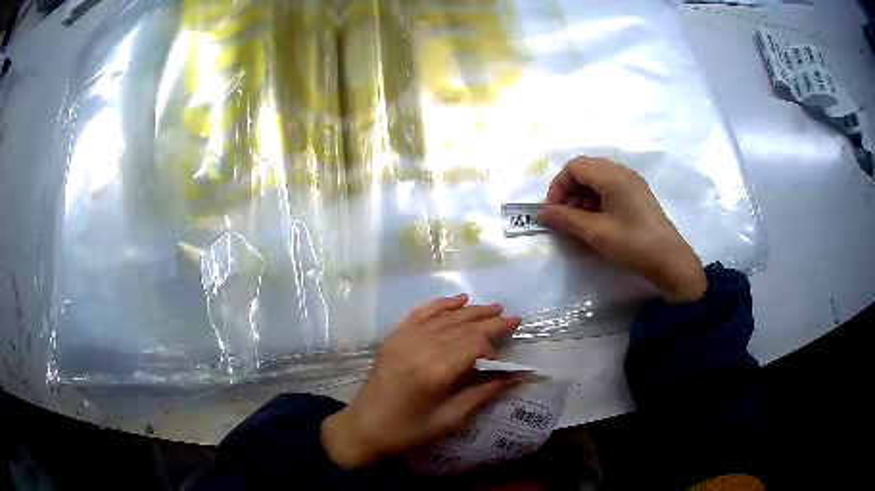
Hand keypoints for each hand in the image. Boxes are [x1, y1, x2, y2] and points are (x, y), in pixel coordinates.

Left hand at [321, 295, 521, 468]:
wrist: (363, 428)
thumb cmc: (408, 431)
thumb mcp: (450, 420)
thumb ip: (482, 394)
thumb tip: (514, 377)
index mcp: (435, 371)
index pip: (475, 345)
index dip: (494, 350)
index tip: (503, 364)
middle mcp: (420, 348)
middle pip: (463, 327)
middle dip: (491, 322)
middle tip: (514, 319)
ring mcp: (404, 339)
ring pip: (445, 318)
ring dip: (472, 311)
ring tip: (495, 308)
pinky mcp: (394, 338)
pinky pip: (421, 313)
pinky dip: (441, 305)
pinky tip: (459, 300)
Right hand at [537, 156, 706, 302]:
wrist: (671, 261)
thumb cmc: (634, 244)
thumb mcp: (597, 233)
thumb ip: (567, 220)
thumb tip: (542, 213)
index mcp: (613, 176)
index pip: (575, 167)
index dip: (558, 186)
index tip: (553, 211)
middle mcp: (622, 172)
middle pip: (586, 170)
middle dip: (569, 191)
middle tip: (564, 217)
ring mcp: (632, 183)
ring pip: (597, 180)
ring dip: (582, 197)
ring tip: (579, 223)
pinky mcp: (637, 195)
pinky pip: (610, 189)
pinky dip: (596, 201)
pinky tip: (596, 222)